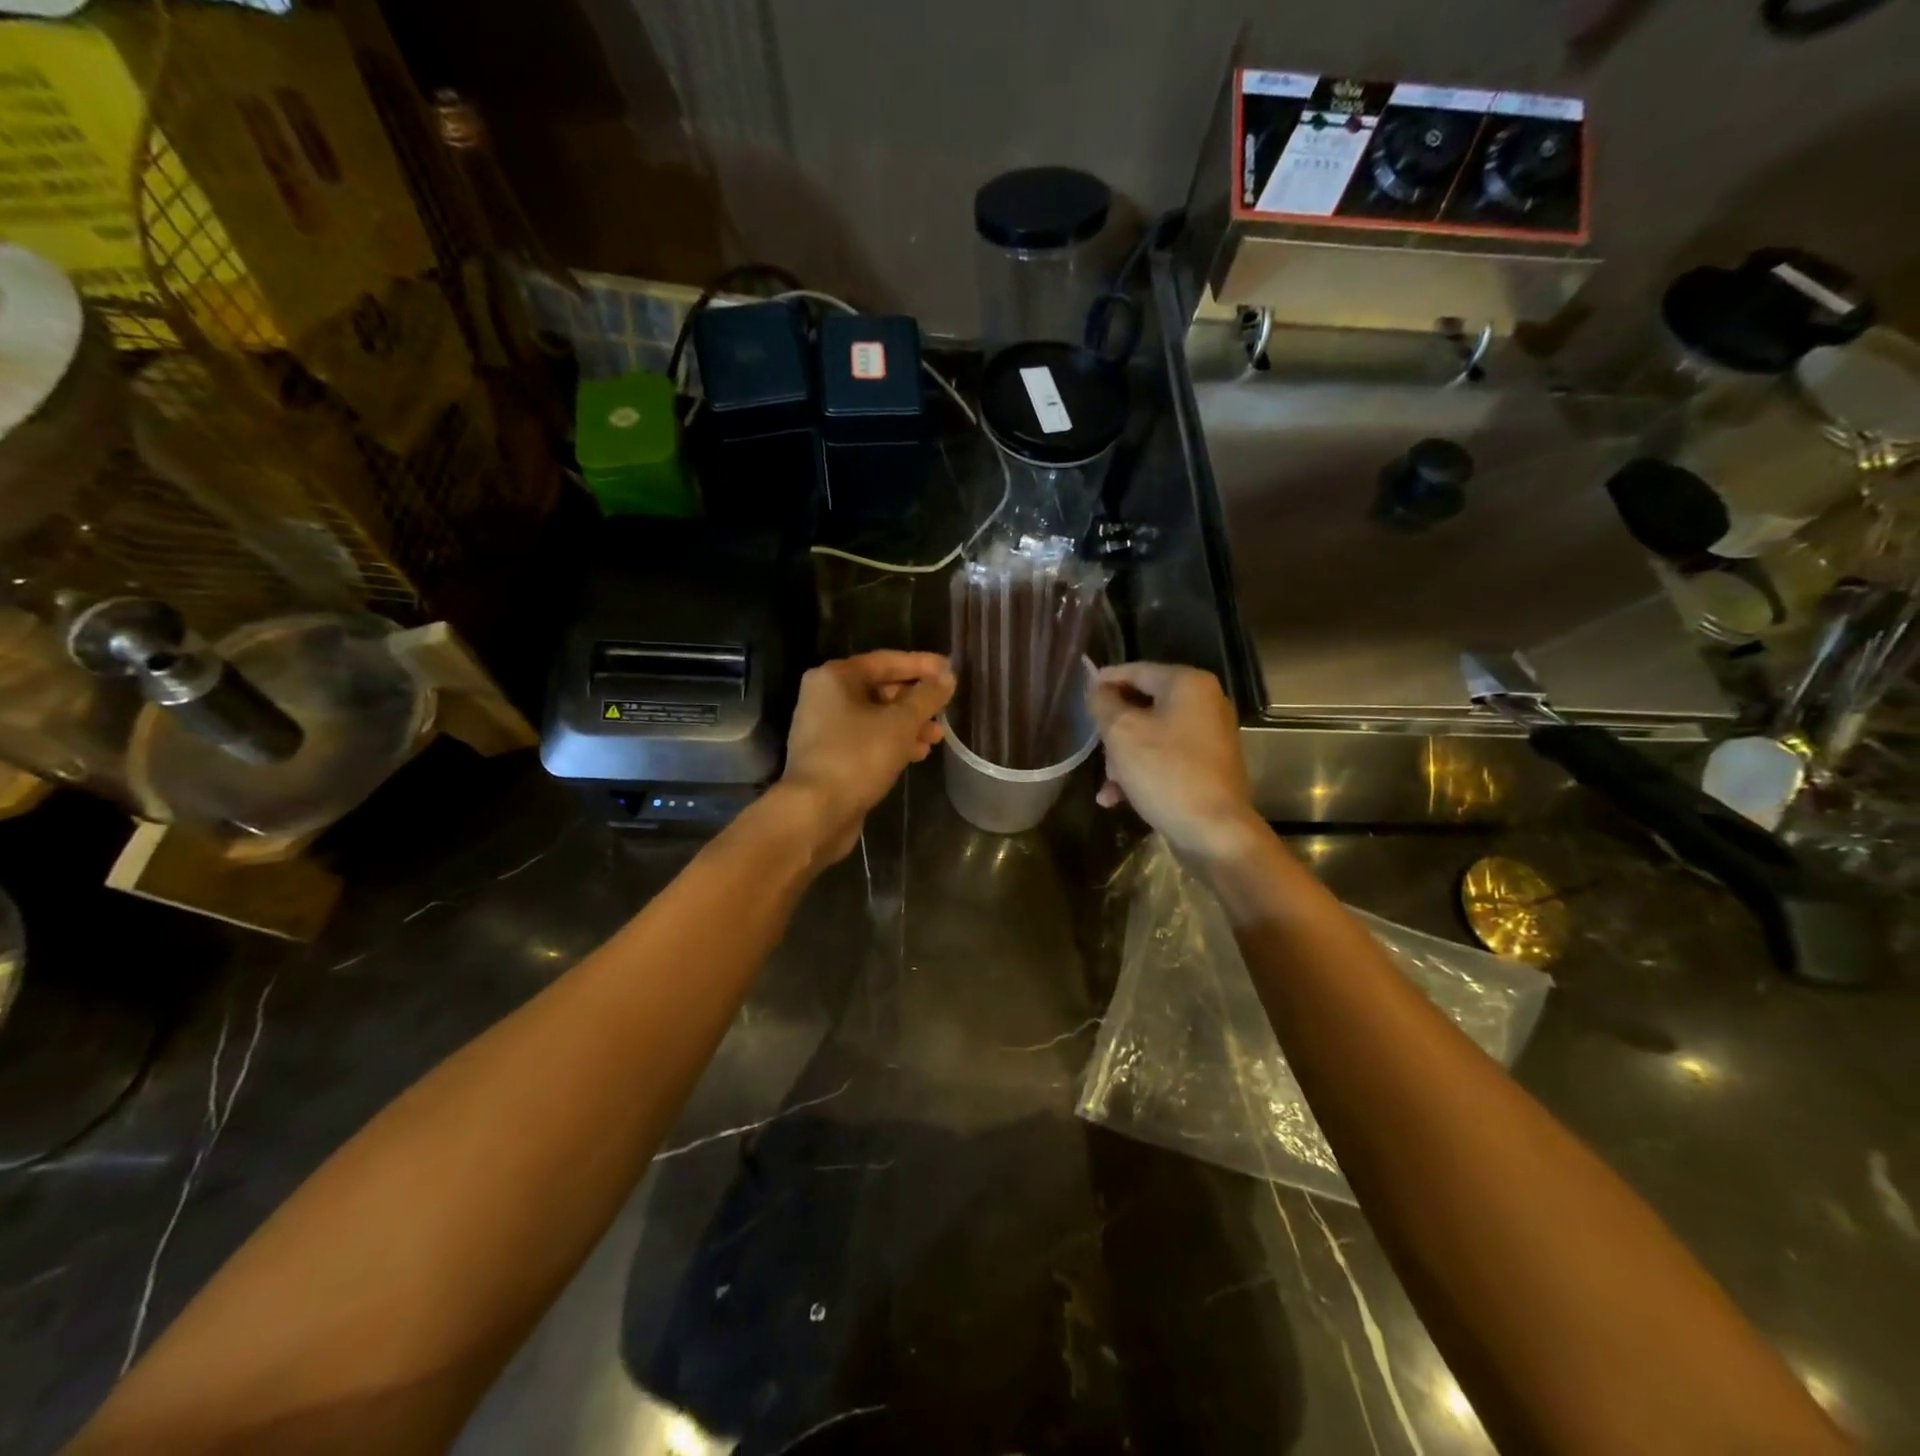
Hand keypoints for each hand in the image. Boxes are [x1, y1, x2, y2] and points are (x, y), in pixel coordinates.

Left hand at [776, 650, 954, 862]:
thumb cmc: (858, 756)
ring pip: (876, 717)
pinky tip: (917, 753)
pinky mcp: (830, 756)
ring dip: (908, 724)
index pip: (886, 661)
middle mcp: (825, 697)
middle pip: (879, 688)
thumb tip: (947, 676)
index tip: (951, 671)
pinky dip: (892, 742)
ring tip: (937, 737)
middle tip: (945, 708)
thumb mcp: (901, 723)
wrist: (816, 811)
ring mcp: (825, 729)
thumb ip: (927, 696)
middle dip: (916, 700)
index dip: (922, 664)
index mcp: (835, 677)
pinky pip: (867, 740)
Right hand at [1088, 663, 1260, 861]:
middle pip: (1143, 705)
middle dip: (1114, 730)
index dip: (1105, 680)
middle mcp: (1205, 704)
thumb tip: (1098, 689)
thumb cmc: (1165, 772)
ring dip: (1123, 758)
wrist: (1214, 831)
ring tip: (1108, 784)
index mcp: (1188, 685)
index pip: (1137, 670)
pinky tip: (1117, 798)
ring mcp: (1209, 737)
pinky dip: (1142, 772)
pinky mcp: (1208, 767)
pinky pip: (1165, 759)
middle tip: (1095, 749)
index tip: (1080, 693)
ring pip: (1151, 736)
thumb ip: (1103, 703)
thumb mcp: (1122, 733)